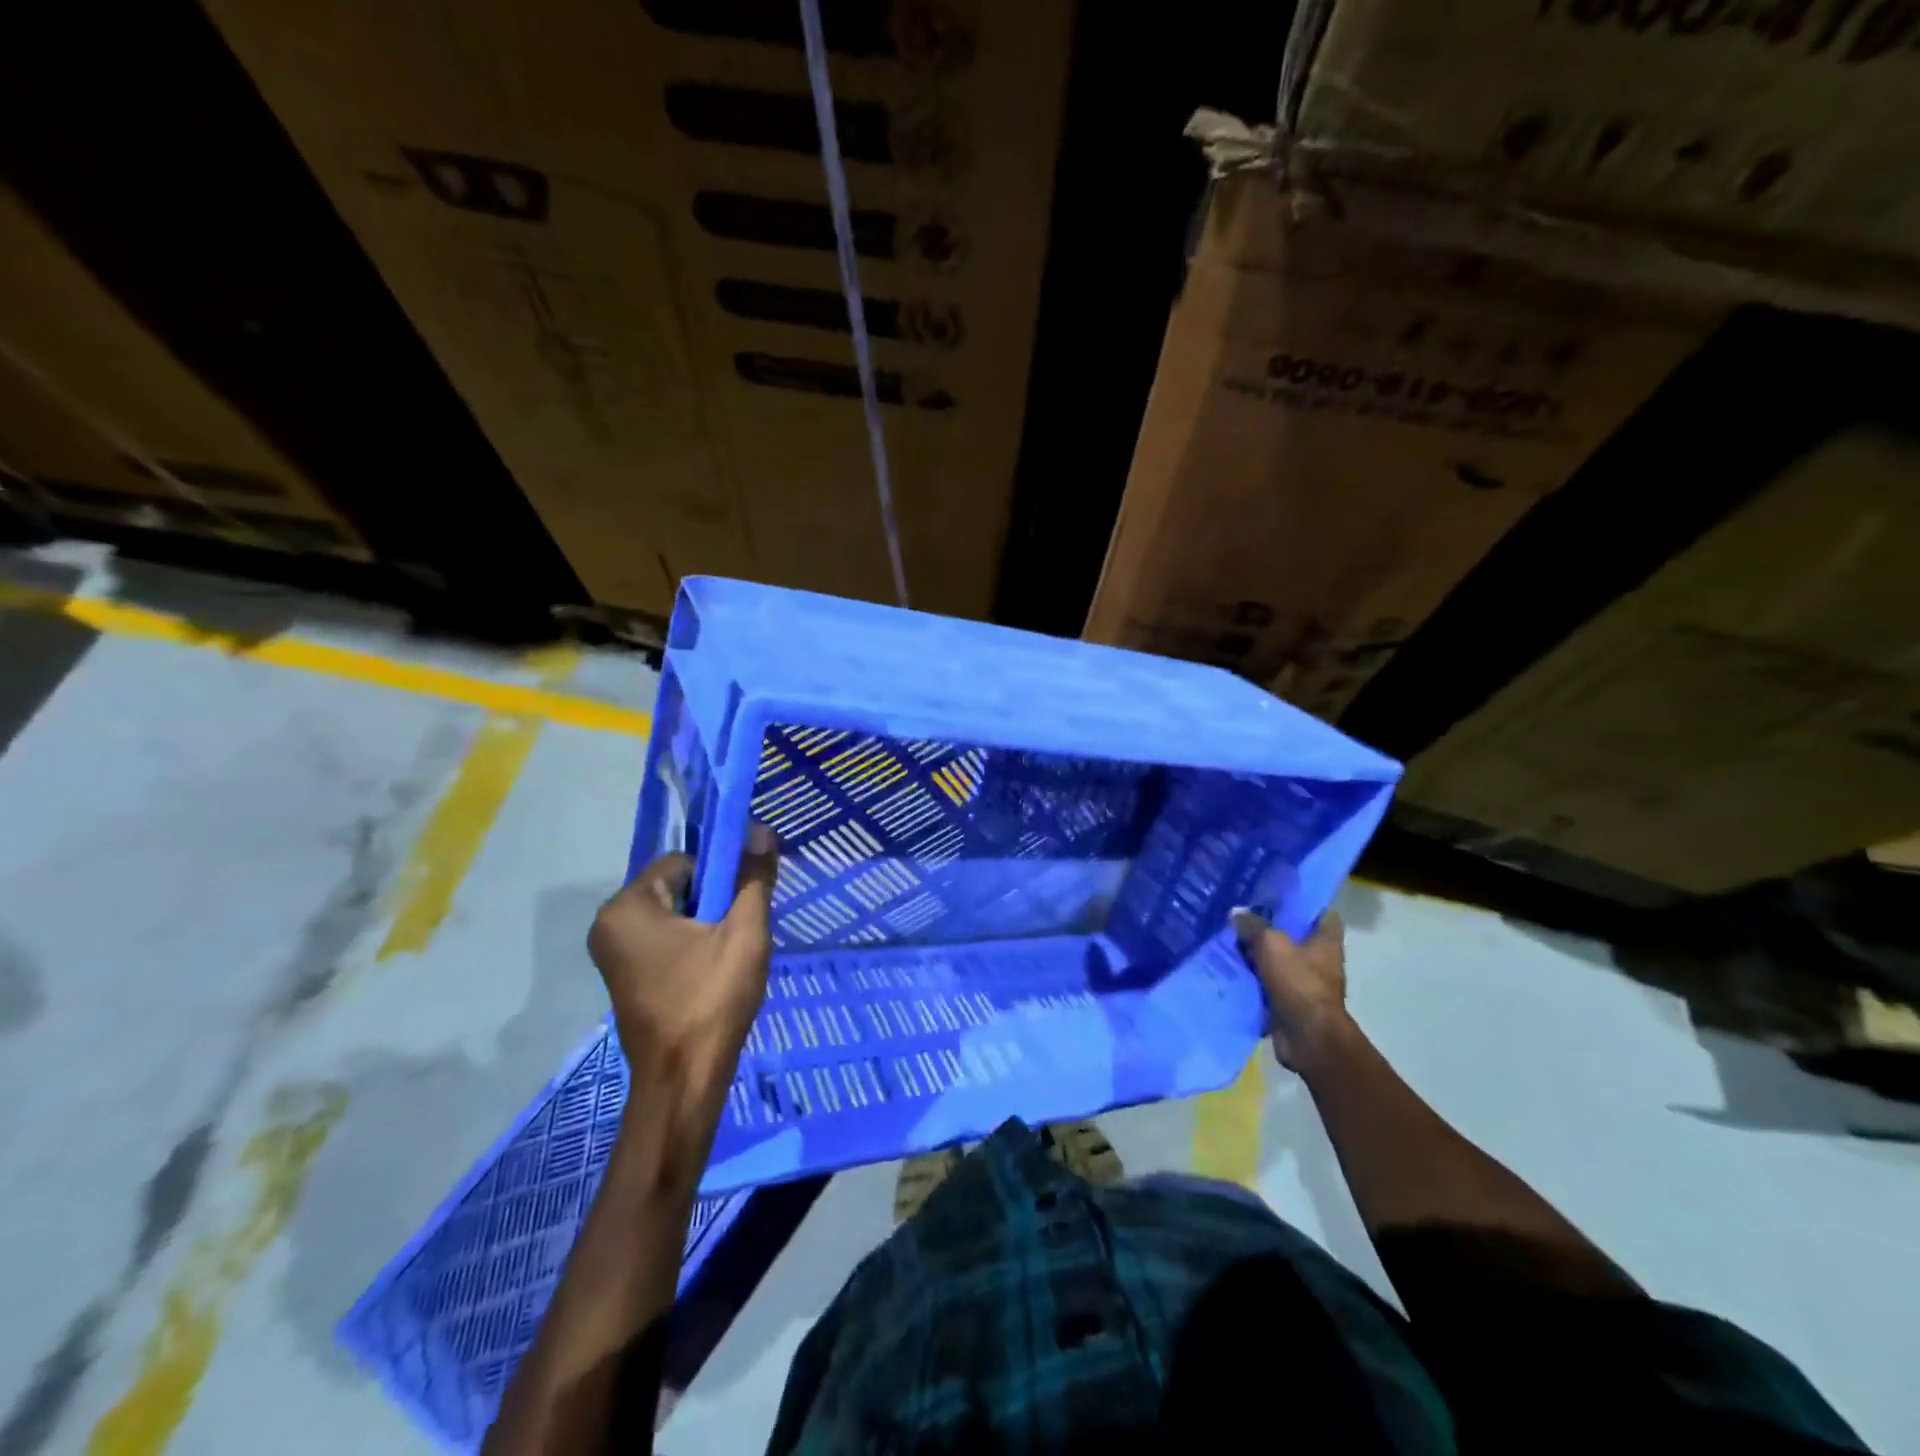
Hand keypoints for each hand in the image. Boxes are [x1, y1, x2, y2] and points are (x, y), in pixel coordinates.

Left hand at [589, 825, 778, 1087]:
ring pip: (673, 915)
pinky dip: (691, 945)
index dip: (720, 874)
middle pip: (676, 887)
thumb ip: (753, 877)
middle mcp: (609, 924)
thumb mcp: (744, 931)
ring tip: (729, 954)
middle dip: (713, 902)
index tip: (743, 901)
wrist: (684, 1080)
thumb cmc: (711, 999)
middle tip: (739, 931)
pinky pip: (663, 940)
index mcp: (627, 906)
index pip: (682, 861)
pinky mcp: (625, 977)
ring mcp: (613, 954)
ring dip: (705, 924)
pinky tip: (712, 970)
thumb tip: (761, 830)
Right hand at [1231, 907, 1350, 1069]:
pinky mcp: (1289, 1001)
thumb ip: (1254, 926)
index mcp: (1326, 941)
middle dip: (1271, 925)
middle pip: (1294, 935)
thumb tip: (1236, 911)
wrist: (1308, 1038)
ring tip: (1228, 934)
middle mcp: (1320, 959)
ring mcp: (1304, 981)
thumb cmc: (1299, 983)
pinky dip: (1252, 977)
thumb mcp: (1272, 946)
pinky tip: (1229, 965)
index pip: (1321, 911)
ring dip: (1257, 952)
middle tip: (1243, 909)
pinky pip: (1267, 982)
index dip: (1303, 900)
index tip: (1278, 891)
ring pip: (1278, 959)